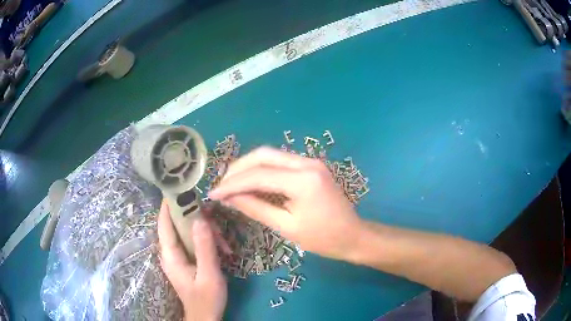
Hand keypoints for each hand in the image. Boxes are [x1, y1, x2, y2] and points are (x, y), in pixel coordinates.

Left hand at [158, 200, 226, 320]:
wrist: (205, 317)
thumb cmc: (206, 299)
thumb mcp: (209, 275)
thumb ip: (205, 248)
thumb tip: (200, 218)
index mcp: (170, 255)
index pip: (164, 223)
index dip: (168, 205)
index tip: (179, 189)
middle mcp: (170, 253)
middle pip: (178, 226)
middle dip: (197, 220)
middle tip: (217, 222)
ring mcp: (178, 256)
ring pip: (188, 233)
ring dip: (206, 233)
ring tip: (224, 243)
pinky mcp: (187, 260)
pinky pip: (194, 242)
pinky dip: (207, 241)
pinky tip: (222, 249)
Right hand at [209, 147, 362, 261]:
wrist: (354, 235)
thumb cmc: (323, 238)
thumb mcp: (286, 227)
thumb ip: (256, 208)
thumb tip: (229, 197)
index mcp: (303, 180)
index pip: (258, 175)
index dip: (232, 184)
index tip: (213, 193)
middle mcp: (307, 163)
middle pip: (263, 155)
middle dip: (238, 168)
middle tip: (221, 185)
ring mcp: (311, 161)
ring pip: (271, 155)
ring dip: (248, 167)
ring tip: (231, 183)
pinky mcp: (311, 166)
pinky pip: (280, 162)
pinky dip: (262, 170)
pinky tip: (251, 181)